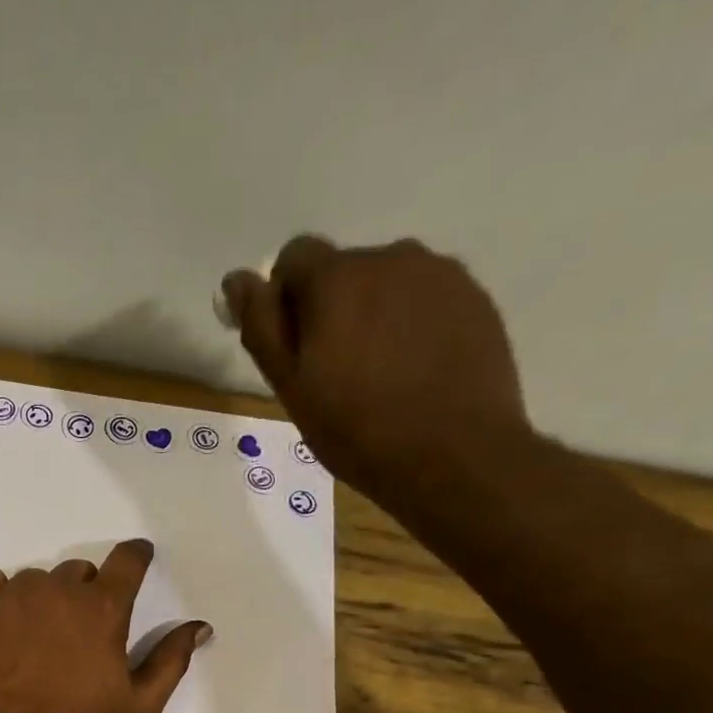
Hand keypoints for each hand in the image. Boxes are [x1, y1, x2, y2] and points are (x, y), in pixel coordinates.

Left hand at [0, 540, 210, 712]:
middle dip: (84, 593)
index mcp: (103, 608)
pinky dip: (0, 596)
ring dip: (43, 599)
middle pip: (78, 572)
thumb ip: (171, 659)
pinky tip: (4, 627)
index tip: (138, 559)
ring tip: (37, 640)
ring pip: (35, 580)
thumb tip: (200, 626)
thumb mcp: (141, 705)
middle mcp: (58, 591)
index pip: (127, 560)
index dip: (136, 557)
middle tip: (79, 633)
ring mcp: (12, 598)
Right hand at [222, 236, 529, 495]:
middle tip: (333, 372)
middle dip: (330, 307)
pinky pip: (426, 299)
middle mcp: (391, 257)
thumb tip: (237, 280)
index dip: (284, 297)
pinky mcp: (475, 298)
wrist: (454, 456)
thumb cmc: (356, 429)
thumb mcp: (291, 386)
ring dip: (373, 313)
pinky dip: (412, 324)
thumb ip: (262, 326)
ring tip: (379, 373)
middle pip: (344, 269)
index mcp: (338, 277)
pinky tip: (415, 371)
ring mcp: (440, 275)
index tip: (291, 345)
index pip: (294, 256)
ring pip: (388, 283)